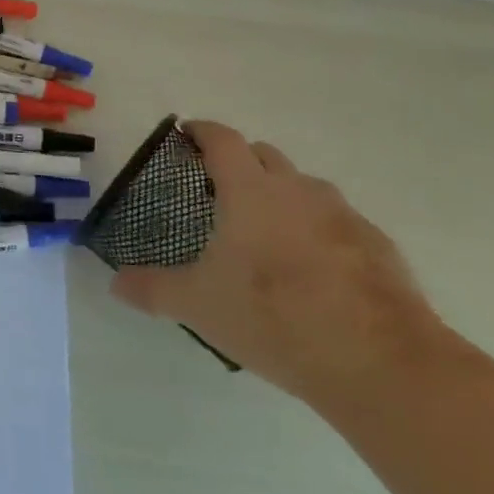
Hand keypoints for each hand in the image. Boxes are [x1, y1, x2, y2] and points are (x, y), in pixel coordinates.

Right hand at [111, 121, 451, 407]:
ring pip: (305, 187)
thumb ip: (153, 288)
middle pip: (265, 155)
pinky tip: (315, 271)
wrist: (378, 361)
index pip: (223, 139)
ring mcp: (343, 215)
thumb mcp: (199, 305)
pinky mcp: (378, 246)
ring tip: (268, 232)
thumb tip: (115, 282)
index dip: (202, 131)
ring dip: (283, 195)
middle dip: (241, 161)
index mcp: (250, 191)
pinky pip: (339, 222)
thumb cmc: (274, 317)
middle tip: (221, 189)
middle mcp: (297, 190)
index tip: (187, 134)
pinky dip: (320, 230)